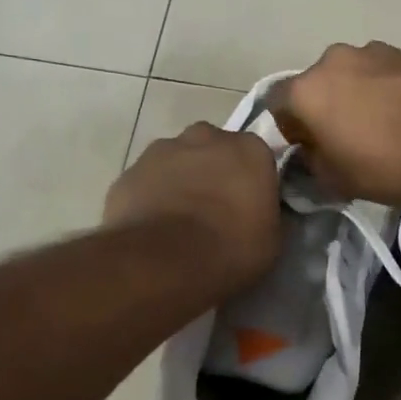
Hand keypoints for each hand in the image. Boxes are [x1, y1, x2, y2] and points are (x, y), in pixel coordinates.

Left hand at [104, 122, 281, 291]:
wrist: (164, 262)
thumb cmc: (230, 250)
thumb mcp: (271, 240)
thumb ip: (267, 213)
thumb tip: (261, 211)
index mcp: (250, 149)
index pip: (256, 157)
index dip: (251, 181)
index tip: (248, 206)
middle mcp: (206, 137)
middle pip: (213, 149)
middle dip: (213, 171)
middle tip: (212, 209)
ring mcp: (162, 150)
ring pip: (176, 160)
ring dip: (179, 181)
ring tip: (177, 220)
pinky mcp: (129, 171)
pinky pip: (146, 181)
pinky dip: (150, 196)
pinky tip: (151, 226)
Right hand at [269, 42, 400, 205]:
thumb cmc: (386, 166)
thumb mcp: (335, 180)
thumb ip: (311, 160)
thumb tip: (312, 149)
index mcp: (306, 90)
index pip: (277, 104)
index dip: (290, 129)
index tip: (310, 149)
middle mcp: (333, 60)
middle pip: (315, 85)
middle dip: (323, 108)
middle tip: (344, 138)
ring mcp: (372, 51)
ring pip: (349, 75)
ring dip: (354, 95)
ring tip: (379, 125)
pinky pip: (380, 72)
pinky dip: (383, 88)